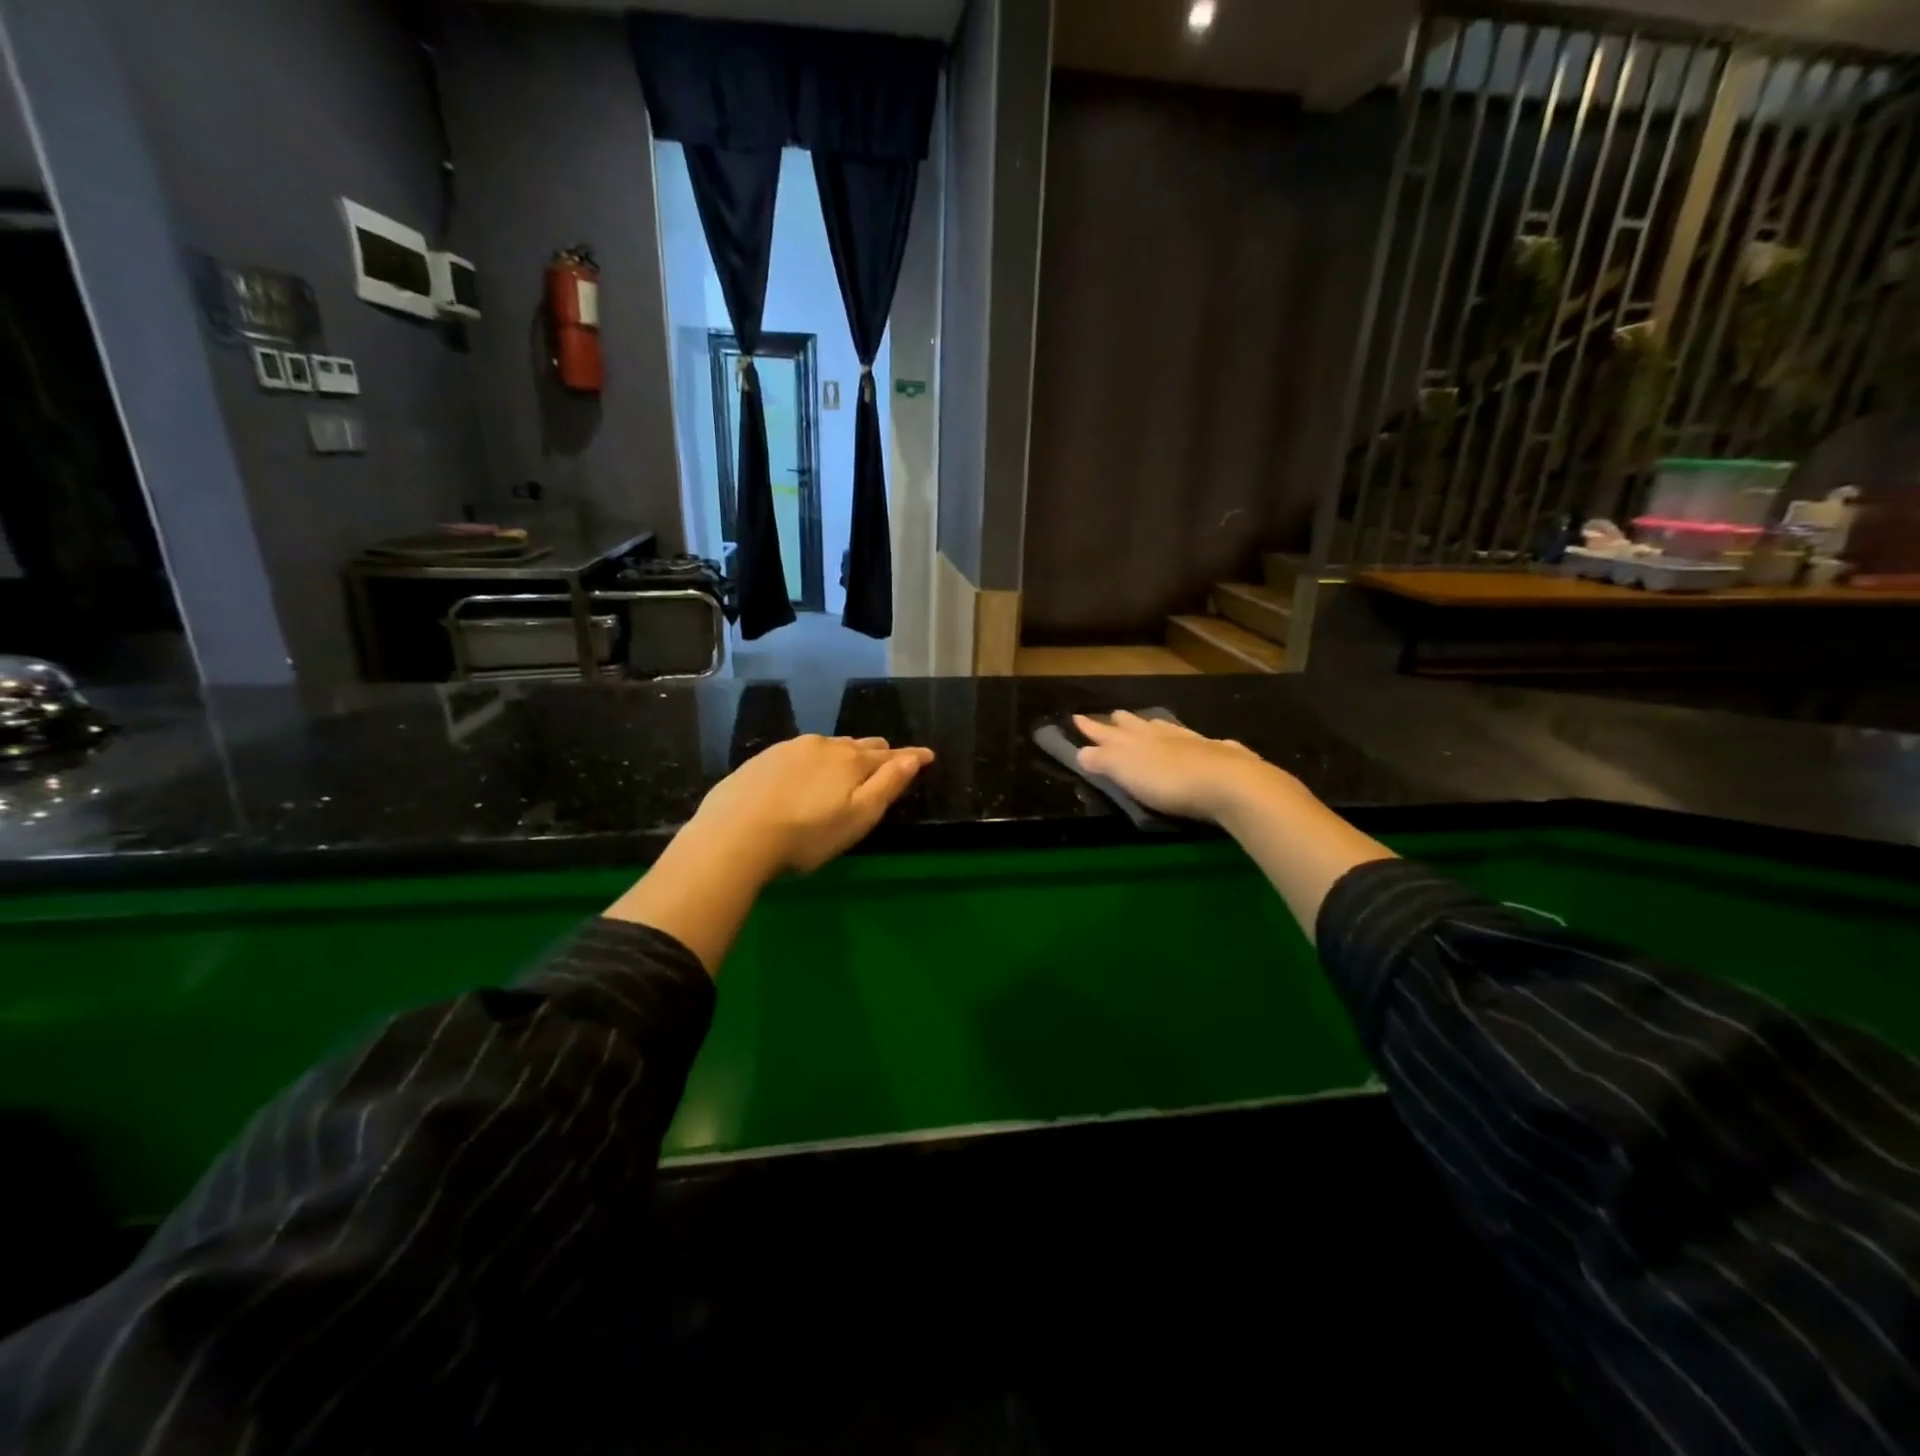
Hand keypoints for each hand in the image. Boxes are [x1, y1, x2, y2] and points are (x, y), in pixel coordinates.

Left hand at [690, 734, 934, 876]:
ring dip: (843, 756)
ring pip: (828, 747)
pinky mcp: (762, 759)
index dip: (911, 757)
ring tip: (845, 769)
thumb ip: (888, 784)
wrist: (735, 835)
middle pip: (859, 746)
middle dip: (876, 754)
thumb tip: (914, 757)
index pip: (890, 755)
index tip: (927, 756)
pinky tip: (804, 777)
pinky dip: (812, 762)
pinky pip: (799, 754)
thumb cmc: (807, 835)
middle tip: (886, 764)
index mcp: (852, 760)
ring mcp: (790, 749)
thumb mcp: (858, 817)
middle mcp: (824, 745)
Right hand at [1072, 711, 1294, 823]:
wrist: (1229, 784)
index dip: (1091, 728)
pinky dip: (1198, 741)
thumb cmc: (1169, 781)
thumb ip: (1103, 760)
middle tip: (1114, 715)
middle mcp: (1164, 736)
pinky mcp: (1223, 756)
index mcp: (1137, 741)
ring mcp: (1195, 743)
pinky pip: (1205, 743)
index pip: (1107, 733)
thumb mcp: (1126, 771)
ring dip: (1157, 726)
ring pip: (1170, 729)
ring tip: (1150, 723)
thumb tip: (1081, 750)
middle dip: (1123, 722)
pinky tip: (1206, 743)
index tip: (1077, 717)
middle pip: (1138, 726)